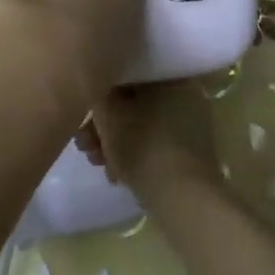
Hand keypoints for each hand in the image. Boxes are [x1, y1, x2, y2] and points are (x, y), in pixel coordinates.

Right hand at [75, 77, 221, 200]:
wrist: (184, 199)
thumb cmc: (144, 147)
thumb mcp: (110, 116)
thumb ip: (99, 94)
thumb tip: (98, 87)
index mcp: (171, 76)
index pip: (128, 74)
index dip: (100, 93)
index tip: (82, 114)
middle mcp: (186, 92)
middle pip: (134, 102)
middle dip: (106, 124)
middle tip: (84, 145)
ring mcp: (192, 122)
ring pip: (143, 124)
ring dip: (116, 141)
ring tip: (96, 163)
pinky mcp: (192, 149)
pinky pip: (156, 142)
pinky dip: (135, 154)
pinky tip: (116, 175)